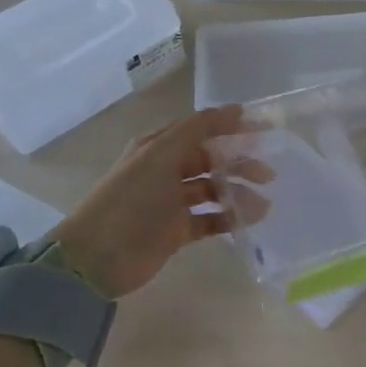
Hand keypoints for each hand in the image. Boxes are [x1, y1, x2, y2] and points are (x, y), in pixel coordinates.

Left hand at [49, 104, 272, 298]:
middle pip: (211, 160)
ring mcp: (172, 201)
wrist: (98, 257)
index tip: (266, 130)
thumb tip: (237, 109)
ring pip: (214, 190)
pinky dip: (230, 217)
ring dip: (238, 193)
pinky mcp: (178, 230)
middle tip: (267, 174)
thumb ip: (198, 129)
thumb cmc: (131, 199)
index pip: (202, 129)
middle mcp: (166, 170)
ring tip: (261, 205)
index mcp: (160, 147)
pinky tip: (248, 220)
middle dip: (240, 163)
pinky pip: (211, 218)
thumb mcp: (161, 155)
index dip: (232, 127)